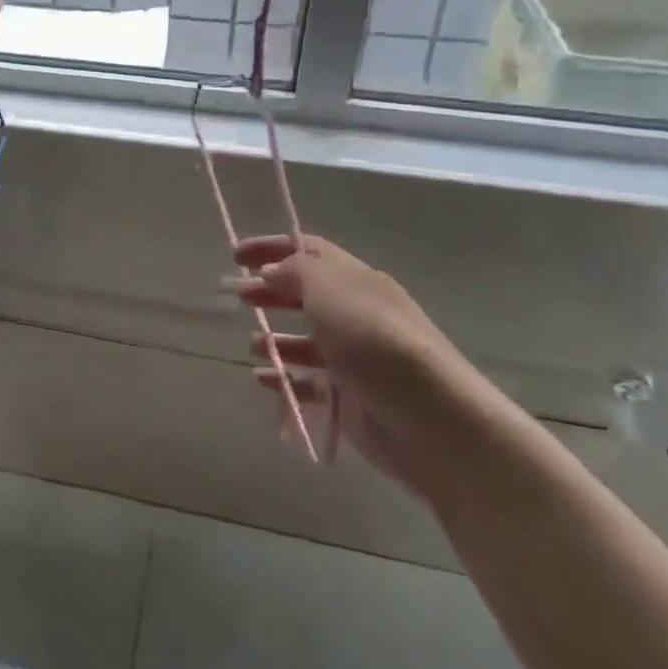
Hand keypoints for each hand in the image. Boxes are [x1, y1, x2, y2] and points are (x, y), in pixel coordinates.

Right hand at [232, 234, 481, 497]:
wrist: (432, 421)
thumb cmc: (375, 343)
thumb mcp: (330, 292)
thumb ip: (296, 273)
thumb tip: (273, 270)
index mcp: (357, 281)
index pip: (309, 251)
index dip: (272, 247)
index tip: (235, 255)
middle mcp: (357, 313)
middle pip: (307, 294)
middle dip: (271, 291)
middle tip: (238, 296)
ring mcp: (355, 358)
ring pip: (308, 340)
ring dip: (277, 338)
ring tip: (252, 343)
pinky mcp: (351, 397)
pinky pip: (309, 382)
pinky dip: (284, 377)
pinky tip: (263, 379)